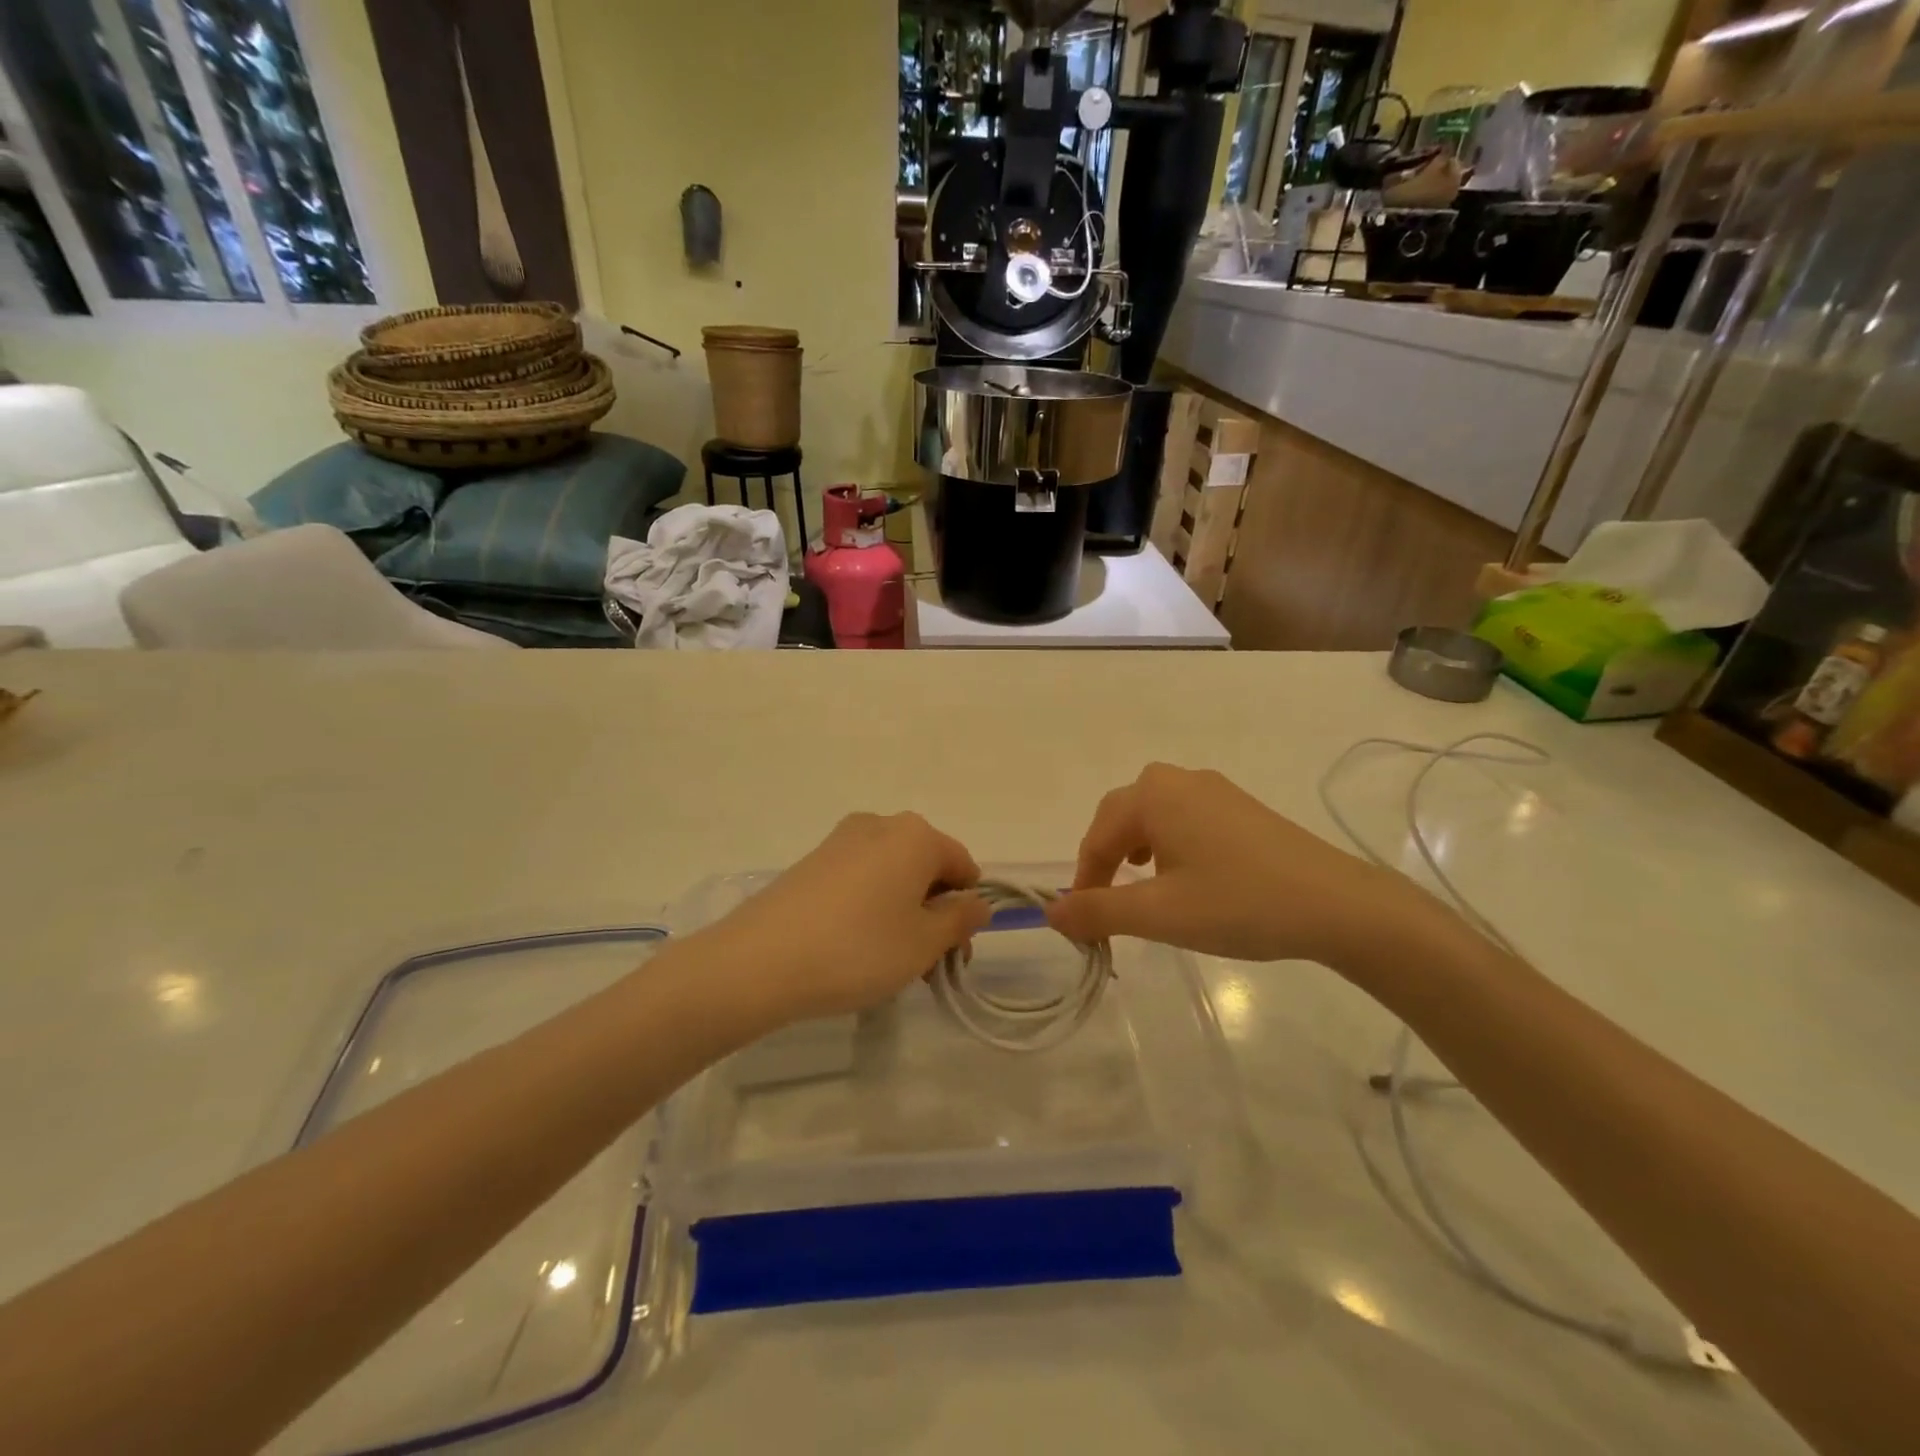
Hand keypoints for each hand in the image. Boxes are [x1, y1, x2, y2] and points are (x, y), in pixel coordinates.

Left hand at [704, 813, 990, 1024]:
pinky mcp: (812, 861)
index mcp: (916, 835)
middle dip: (934, 912)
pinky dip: (870, 907)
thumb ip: (959, 920)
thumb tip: (976, 903)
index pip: (963, 865)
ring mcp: (841, 840)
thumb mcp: (923, 943)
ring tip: (888, 961)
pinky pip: (860, 879)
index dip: (967, 909)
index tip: (954, 952)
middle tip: (924, 964)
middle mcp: (880, 825)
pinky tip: (854, 946)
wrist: (759, 962)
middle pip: (926, 867)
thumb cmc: (858, 949)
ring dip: (903, 912)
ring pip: (893, 874)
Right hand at [1045, 763, 1436, 970]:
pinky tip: (1185, 875)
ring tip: (1141, 887)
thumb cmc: (1238, 904)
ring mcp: (1215, 790)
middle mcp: (1179, 780)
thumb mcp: (1158, 914)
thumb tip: (1051, 912)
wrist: (1338, 905)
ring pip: (1154, 815)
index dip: (1084, 880)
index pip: (1097, 836)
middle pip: (1122, 816)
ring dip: (1136, 850)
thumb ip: (1097, 911)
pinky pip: (1185, 818)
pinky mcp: (1241, 807)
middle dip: (1106, 860)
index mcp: (1153, 794)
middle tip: (1107, 903)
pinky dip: (1169, 845)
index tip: (1082, 923)